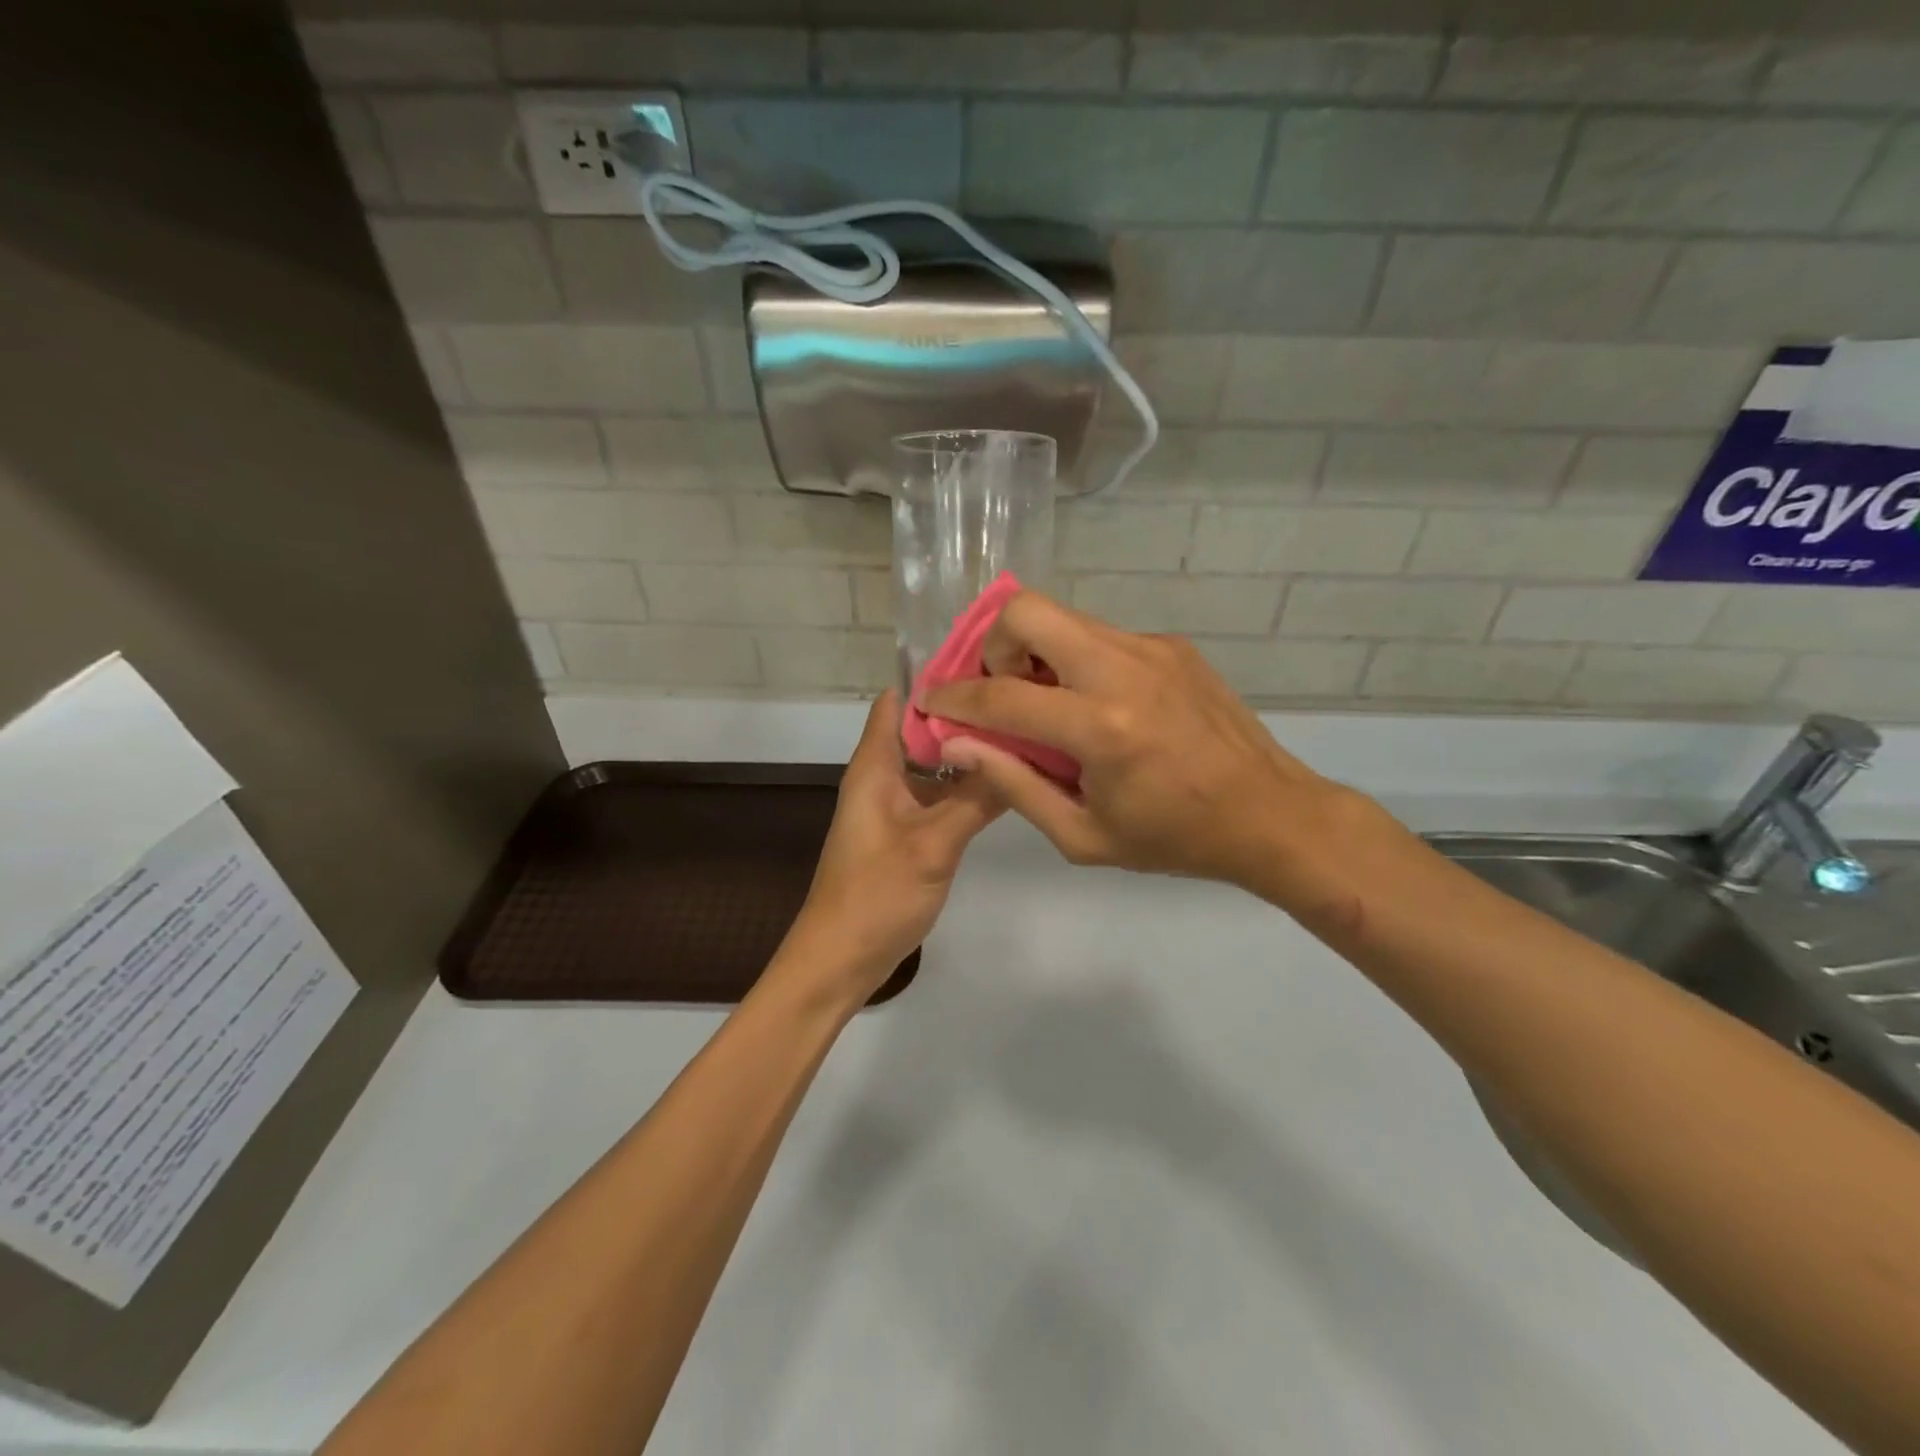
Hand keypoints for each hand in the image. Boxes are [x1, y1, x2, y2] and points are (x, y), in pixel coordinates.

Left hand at [783, 691, 1002, 1001]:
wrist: (841, 960)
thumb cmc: (875, 897)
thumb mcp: (933, 844)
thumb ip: (976, 798)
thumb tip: (1019, 748)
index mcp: (874, 766)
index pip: (899, 700)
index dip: (937, 678)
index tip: (989, 664)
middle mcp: (882, 776)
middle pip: (923, 728)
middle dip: (966, 712)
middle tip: (1023, 697)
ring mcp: (895, 806)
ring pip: (935, 764)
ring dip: (970, 751)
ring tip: (1026, 731)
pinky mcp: (907, 832)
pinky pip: (939, 795)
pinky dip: (967, 786)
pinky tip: (1008, 784)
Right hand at [922, 593, 1383, 911]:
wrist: (1271, 813)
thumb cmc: (1173, 838)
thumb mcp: (1083, 835)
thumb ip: (1014, 784)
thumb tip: (959, 744)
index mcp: (1101, 728)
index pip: (1001, 696)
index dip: (953, 699)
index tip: (932, 702)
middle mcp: (1123, 669)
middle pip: (1028, 610)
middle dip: (994, 645)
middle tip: (1002, 690)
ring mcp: (1152, 648)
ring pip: (1065, 617)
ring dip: (1036, 652)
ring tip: (1047, 702)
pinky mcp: (1172, 645)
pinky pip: (1101, 637)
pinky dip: (1078, 661)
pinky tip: (1098, 706)